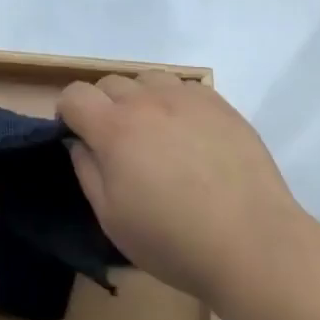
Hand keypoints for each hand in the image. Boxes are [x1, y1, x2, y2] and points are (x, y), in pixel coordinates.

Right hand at [59, 71, 306, 308]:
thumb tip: (79, 142)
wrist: (251, 241)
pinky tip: (189, 135)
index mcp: (114, 128)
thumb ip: (87, 171)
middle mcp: (147, 101)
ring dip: (140, 98)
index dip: (68, 112)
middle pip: (110, 82)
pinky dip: (174, 103)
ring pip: (148, 78)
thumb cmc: (173, 240)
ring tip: (155, 134)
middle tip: (117, 143)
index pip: (75, 94)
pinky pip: (184, 87)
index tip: (77, 136)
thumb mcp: (112, 219)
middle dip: (103, 106)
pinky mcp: (219, 103)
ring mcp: (186, 97)